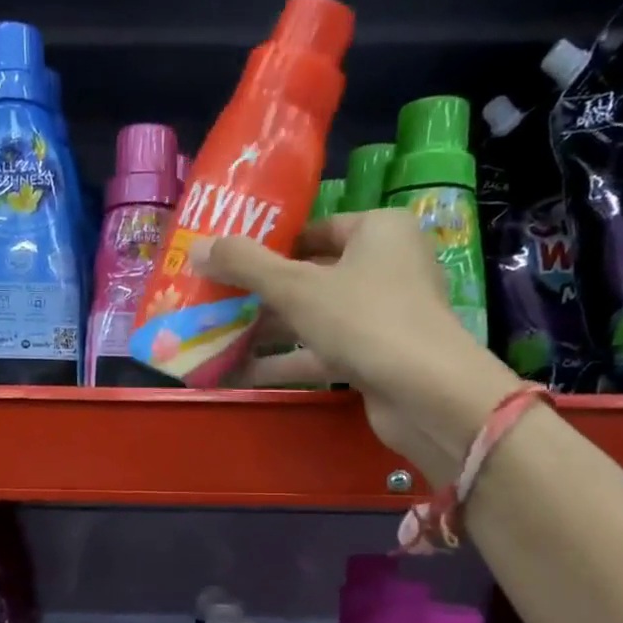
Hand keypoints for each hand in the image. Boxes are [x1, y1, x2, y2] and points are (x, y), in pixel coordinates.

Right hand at [193, 209, 520, 483]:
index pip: (316, 230)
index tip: (229, 261)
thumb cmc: (364, 318)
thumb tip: (196, 247)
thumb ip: (245, 265)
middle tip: (214, 301)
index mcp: (379, 231)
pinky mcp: (376, 358)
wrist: (426, 393)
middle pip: (312, 275)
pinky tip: (241, 374)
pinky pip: (322, 353)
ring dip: (269, 331)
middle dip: (262, 293)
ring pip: (315, 318)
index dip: (271, 244)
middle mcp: (386, 267)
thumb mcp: (296, 287)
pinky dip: (287, 362)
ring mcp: (382, 317)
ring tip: (217, 337)